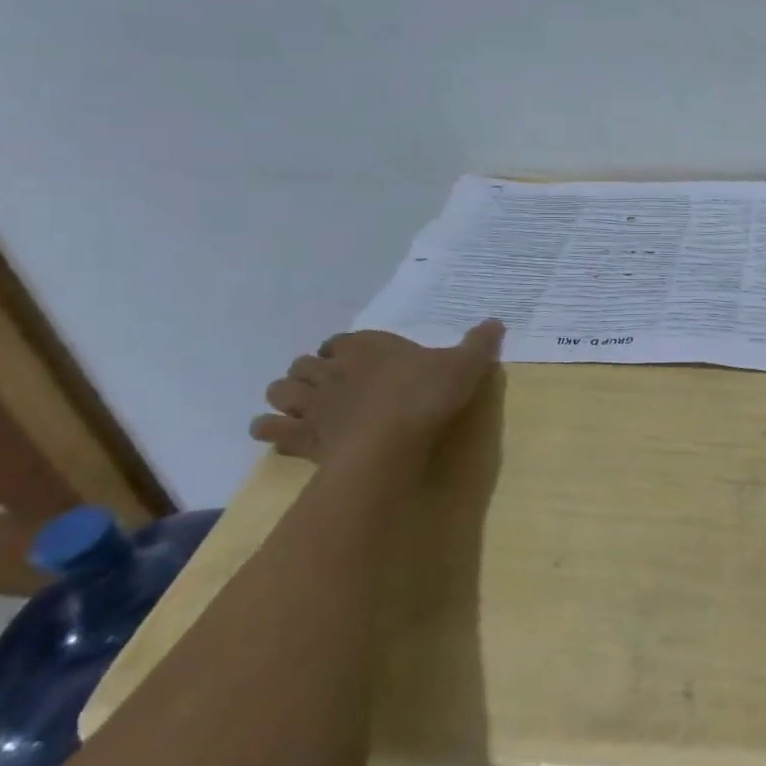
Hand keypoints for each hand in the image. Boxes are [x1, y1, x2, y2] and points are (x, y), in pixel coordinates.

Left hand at [250, 323, 503, 465]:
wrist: (390, 443)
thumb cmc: (427, 396)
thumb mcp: (466, 365)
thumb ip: (479, 343)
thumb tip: (496, 322)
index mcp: (367, 346)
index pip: (342, 340)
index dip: (346, 350)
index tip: (360, 360)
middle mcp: (332, 368)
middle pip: (306, 363)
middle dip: (313, 372)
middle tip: (334, 386)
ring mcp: (311, 402)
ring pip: (280, 390)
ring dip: (288, 396)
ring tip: (306, 407)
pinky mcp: (300, 435)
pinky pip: (268, 428)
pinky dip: (272, 429)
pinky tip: (286, 436)